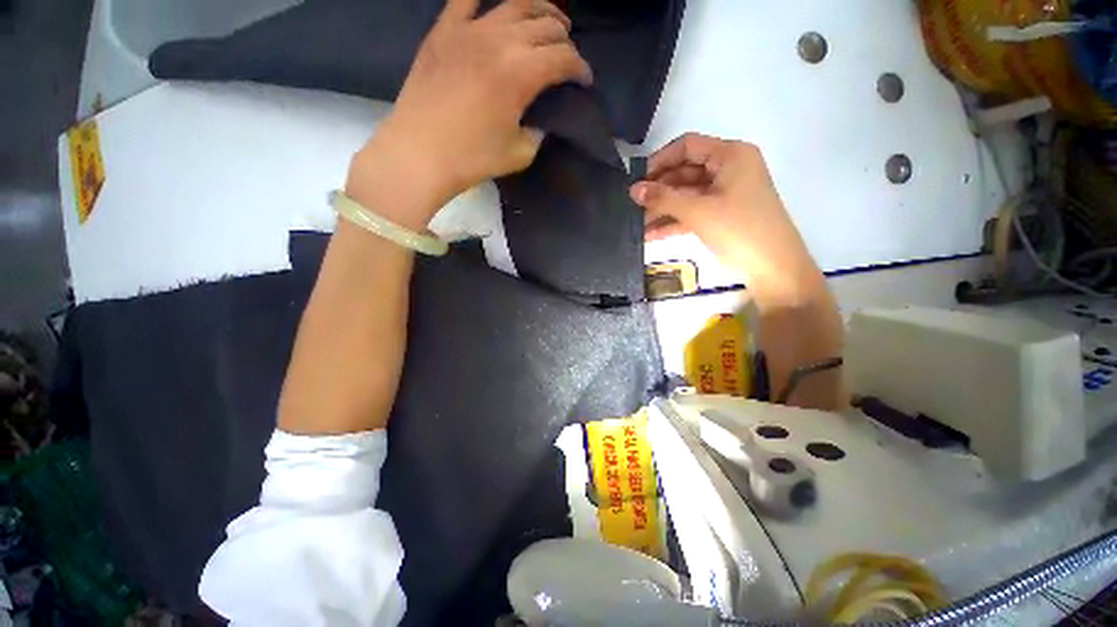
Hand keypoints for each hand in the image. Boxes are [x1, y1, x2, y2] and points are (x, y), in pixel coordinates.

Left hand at [347, 0, 592, 230]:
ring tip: (547, 20)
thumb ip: (536, 134)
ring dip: (539, 9)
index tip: (584, 81)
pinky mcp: (443, 31)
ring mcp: (469, 30)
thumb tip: (540, 123)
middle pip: (544, 26)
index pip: (563, 59)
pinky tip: (495, 5)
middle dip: (564, 39)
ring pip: (515, 3)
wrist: (420, 152)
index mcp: (521, 73)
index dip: (580, 69)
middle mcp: (500, 40)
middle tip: (568, 52)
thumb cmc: (472, 158)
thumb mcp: (518, 154)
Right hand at [630, 133, 821, 305]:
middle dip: (658, 190)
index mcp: (731, 156)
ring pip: (686, 195)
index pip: (687, 146)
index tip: (636, 179)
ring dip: (662, 209)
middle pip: (684, 172)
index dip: (659, 160)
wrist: (773, 270)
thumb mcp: (698, 212)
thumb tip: (633, 190)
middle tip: (633, 205)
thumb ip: (663, 199)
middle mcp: (728, 170)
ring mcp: (725, 194)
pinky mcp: (721, 216)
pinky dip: (673, 222)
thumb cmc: (739, 230)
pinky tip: (650, 235)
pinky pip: (692, 212)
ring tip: (636, 224)